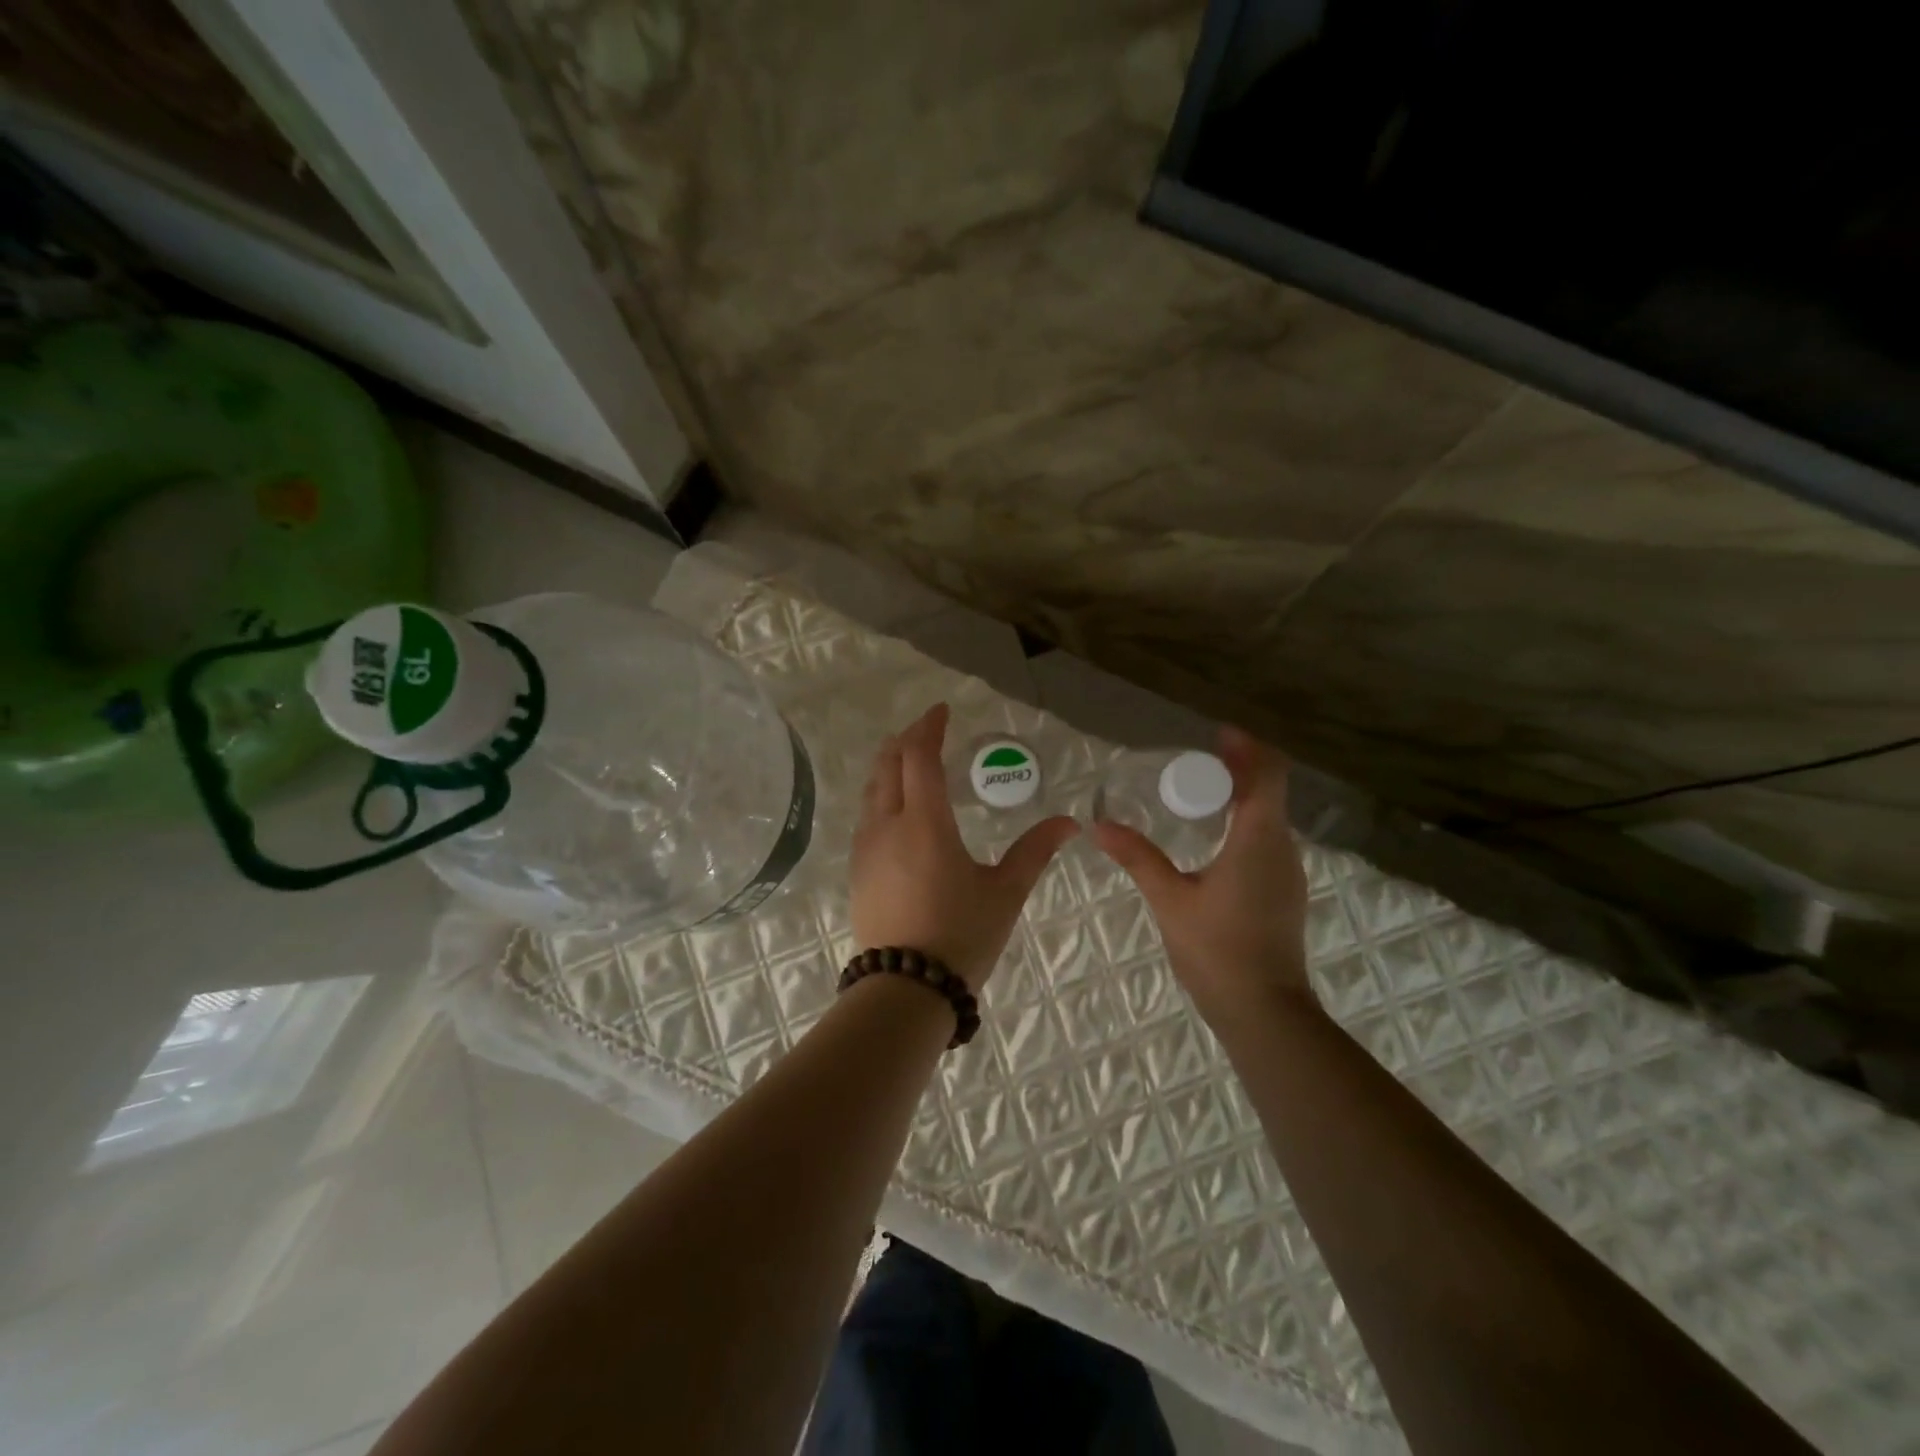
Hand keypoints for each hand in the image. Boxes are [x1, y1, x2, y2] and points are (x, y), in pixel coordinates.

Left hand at [850, 702, 1078, 991]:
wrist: (904, 990)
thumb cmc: (960, 936)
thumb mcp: (1004, 893)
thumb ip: (1034, 851)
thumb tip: (1069, 823)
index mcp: (925, 822)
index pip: (920, 756)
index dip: (929, 727)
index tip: (942, 710)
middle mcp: (887, 825)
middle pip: (888, 765)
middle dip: (906, 740)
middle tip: (926, 729)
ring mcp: (866, 849)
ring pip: (871, 790)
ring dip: (888, 766)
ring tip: (907, 759)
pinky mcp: (858, 871)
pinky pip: (866, 816)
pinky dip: (880, 795)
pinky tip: (894, 808)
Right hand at [1092, 727, 1313, 1021]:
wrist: (1264, 1012)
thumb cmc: (1218, 949)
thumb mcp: (1170, 899)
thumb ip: (1138, 857)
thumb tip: (1099, 826)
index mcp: (1258, 839)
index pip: (1267, 775)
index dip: (1246, 748)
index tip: (1217, 735)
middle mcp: (1282, 848)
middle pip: (1268, 792)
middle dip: (1236, 771)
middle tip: (1193, 766)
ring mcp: (1288, 872)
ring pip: (1269, 818)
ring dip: (1240, 799)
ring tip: (1197, 797)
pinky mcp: (1285, 893)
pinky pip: (1267, 841)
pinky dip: (1243, 825)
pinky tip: (1212, 841)